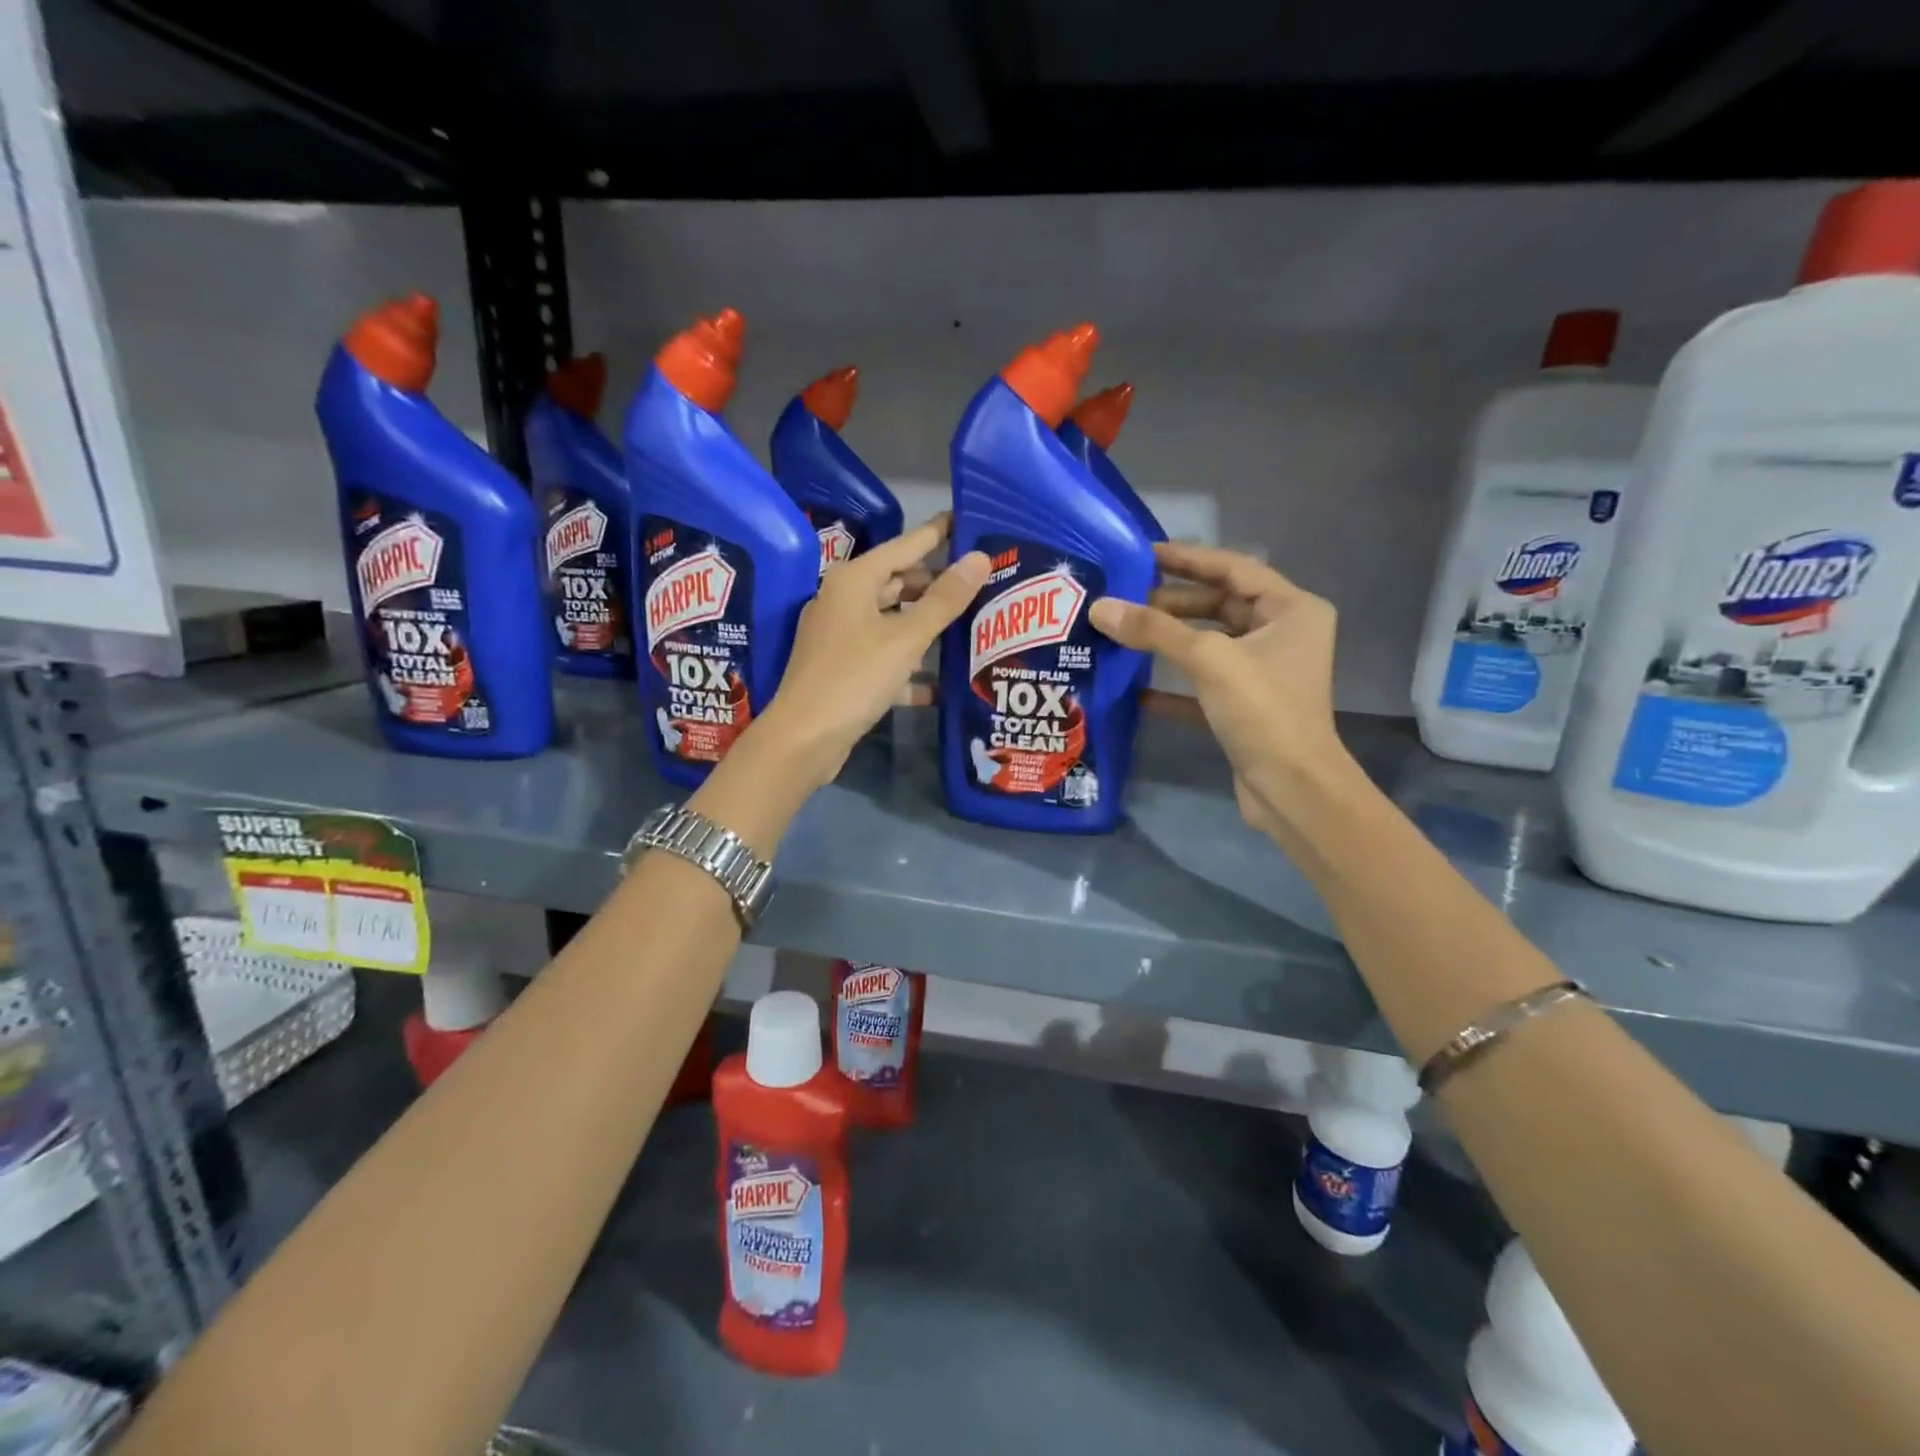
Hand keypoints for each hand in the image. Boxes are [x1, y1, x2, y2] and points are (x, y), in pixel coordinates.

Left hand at [760, 516, 988, 789]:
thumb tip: (980, 558)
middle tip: (983, 582)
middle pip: (899, 582)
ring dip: (927, 624)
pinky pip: (885, 655)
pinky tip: (942, 681)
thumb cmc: (854, 677)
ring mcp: (841, 636)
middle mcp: (844, 600)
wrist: (804, 738)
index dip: (939, 534)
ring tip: (972, 623)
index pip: (906, 545)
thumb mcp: (906, 638)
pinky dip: (910, 664)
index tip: (970, 520)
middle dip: (938, 584)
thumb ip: (944, 600)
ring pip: (893, 620)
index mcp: (854, 580)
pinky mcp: (844, 668)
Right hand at [1089, 543, 1353, 839]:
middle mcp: (1282, 635)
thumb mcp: (1208, 660)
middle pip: (1219, 605)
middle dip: (1171, 602)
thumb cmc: (1263, 710)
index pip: (1233, 568)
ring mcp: (1263, 673)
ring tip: (1121, 633)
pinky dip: (1172, 684)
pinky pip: (1202, 684)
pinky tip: (1135, 688)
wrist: (1292, 789)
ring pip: (1208, 644)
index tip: (1142, 554)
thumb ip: (1154, 630)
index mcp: (1291, 610)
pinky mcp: (1244, 707)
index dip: (1187, 558)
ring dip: (1168, 641)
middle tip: (1122, 599)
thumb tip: (1101, 607)